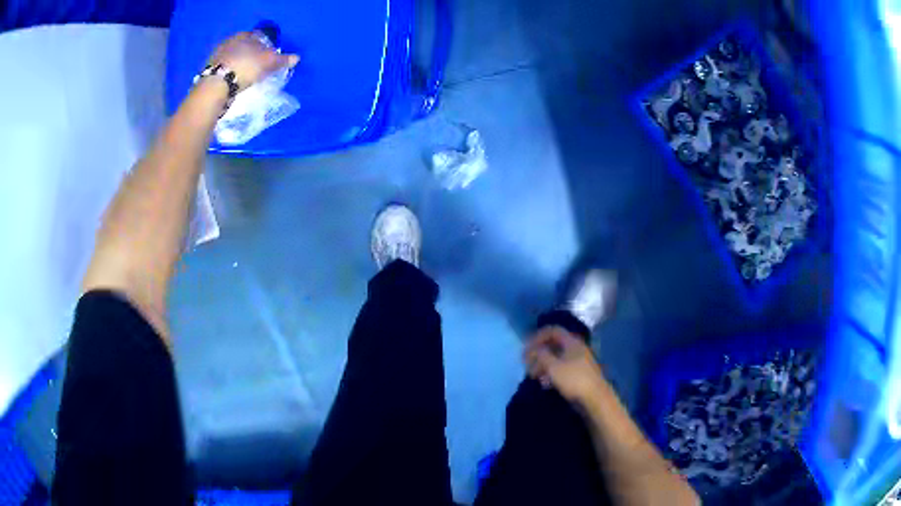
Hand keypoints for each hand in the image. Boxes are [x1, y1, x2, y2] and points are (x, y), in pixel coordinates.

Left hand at [208, 32, 298, 89]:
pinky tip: (235, 82)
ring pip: (233, 58)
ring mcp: (217, 56)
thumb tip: (297, 57)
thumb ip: (282, 60)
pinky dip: (230, 74)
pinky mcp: (210, 71)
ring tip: (247, 76)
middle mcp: (229, 41)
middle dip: (251, 54)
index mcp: (244, 35)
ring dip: (239, 64)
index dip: (265, 45)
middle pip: (244, 47)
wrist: (217, 86)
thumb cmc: (246, 67)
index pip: (257, 36)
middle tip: (259, 66)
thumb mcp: (269, 63)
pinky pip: (225, 69)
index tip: (269, 55)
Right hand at [524, 326, 606, 407]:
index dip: (538, 336)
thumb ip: (541, 355)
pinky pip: (561, 370)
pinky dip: (551, 374)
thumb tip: (534, 350)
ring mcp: (579, 362)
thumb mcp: (553, 366)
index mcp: (572, 342)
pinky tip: (545, 384)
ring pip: (557, 359)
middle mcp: (576, 349)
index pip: (553, 331)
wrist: (595, 398)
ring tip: (534, 376)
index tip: (526, 348)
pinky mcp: (579, 375)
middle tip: (527, 364)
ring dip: (543, 365)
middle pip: (554, 345)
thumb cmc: (573, 379)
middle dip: (539, 353)